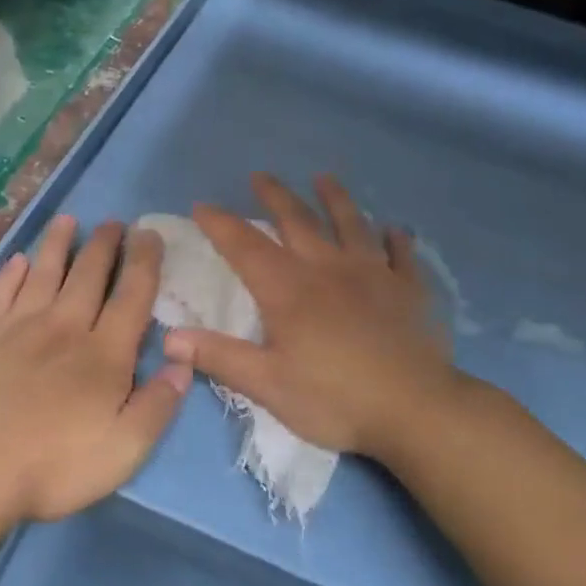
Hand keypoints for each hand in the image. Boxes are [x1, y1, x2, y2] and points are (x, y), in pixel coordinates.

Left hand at [0, 215, 189, 523]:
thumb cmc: (52, 465)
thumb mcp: (124, 449)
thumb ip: (158, 404)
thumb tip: (184, 362)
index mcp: (104, 354)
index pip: (132, 296)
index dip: (144, 262)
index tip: (150, 234)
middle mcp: (64, 328)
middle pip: (88, 276)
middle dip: (104, 245)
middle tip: (113, 221)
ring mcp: (16, 328)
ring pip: (43, 273)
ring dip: (58, 245)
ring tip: (68, 221)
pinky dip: (10, 274)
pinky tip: (16, 260)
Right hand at [162, 173, 460, 464]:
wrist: (416, 410)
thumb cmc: (335, 399)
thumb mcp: (267, 385)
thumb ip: (219, 357)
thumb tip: (169, 337)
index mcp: (289, 289)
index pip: (245, 246)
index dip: (220, 223)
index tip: (202, 205)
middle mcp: (328, 269)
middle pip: (297, 221)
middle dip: (275, 196)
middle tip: (260, 175)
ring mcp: (373, 274)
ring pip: (351, 224)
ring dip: (335, 199)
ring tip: (324, 178)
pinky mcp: (407, 290)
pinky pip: (401, 255)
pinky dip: (396, 239)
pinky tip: (395, 229)